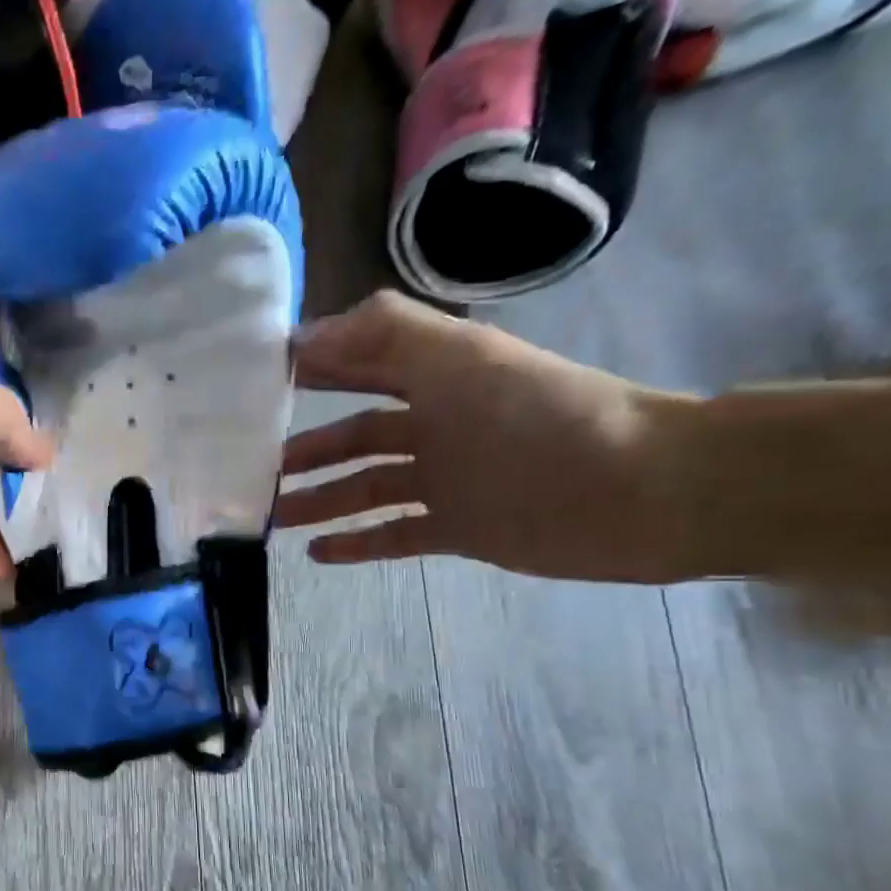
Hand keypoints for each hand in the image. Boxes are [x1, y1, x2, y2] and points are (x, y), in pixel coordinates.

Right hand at [276, 292, 692, 581]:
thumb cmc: (541, 419)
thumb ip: (384, 335)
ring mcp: (446, 479)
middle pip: (357, 431)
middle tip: (255, 465)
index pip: (362, 364)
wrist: (636, 493)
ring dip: (320, 498)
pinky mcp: (458, 527)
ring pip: (366, 486)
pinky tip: (317, 554)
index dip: (315, 368)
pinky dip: (356, 544)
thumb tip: (303, 336)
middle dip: (307, 444)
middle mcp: (438, 423)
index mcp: (439, 375)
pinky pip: (394, 534)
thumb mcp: (460, 359)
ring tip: (274, 516)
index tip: (257, 385)